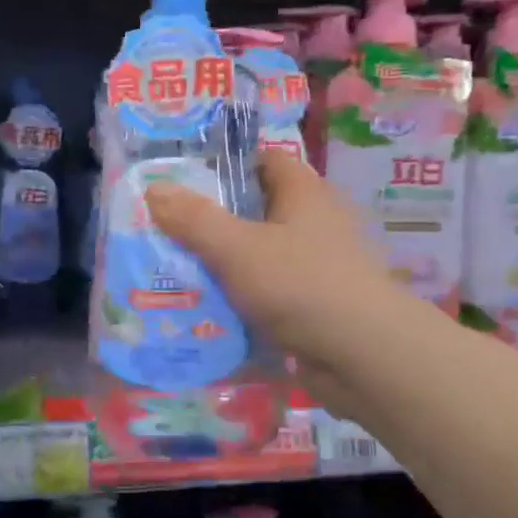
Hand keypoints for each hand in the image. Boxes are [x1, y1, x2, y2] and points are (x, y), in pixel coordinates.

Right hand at [143, 151, 414, 418]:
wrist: (364, 356)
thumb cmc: (301, 285)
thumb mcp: (237, 248)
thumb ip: (194, 219)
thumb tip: (153, 189)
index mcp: (304, 194)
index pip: (266, 161)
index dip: (228, 165)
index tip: (185, 182)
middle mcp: (315, 223)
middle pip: (258, 210)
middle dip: (215, 221)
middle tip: (168, 231)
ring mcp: (318, 266)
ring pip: (261, 255)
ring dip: (226, 265)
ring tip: (177, 272)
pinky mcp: (316, 305)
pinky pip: (270, 293)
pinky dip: (243, 299)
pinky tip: (210, 310)